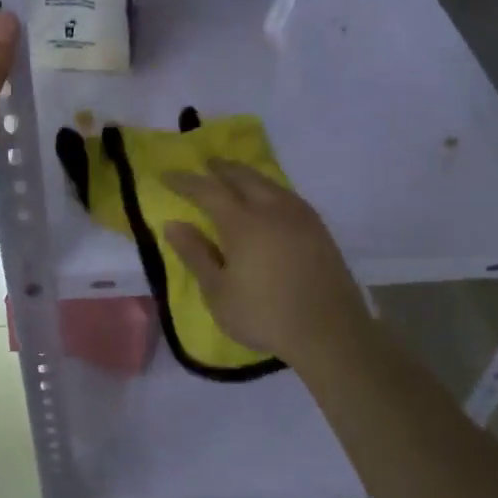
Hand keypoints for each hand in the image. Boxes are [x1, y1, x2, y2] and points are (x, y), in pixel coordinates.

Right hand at [163, 161, 370, 368]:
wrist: (330, 333)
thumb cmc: (264, 316)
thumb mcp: (218, 292)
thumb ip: (196, 254)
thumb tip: (173, 225)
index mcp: (243, 223)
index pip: (208, 191)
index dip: (185, 181)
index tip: (167, 175)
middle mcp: (272, 210)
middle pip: (243, 176)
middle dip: (221, 168)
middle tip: (206, 164)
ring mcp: (300, 217)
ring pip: (269, 183)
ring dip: (247, 175)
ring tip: (235, 177)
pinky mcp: (319, 229)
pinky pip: (287, 195)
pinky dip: (269, 189)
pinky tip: (269, 200)